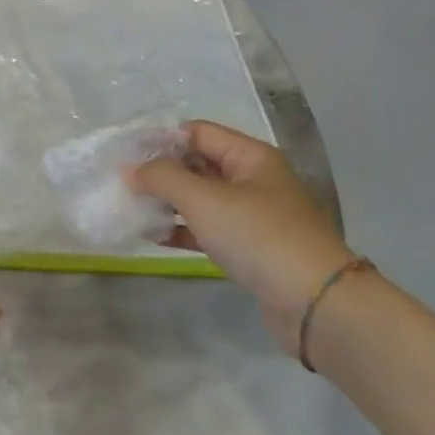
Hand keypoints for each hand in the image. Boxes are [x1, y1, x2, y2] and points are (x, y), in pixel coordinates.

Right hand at [128, 121, 356, 356]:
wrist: (314, 302)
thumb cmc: (258, 236)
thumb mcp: (204, 199)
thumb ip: (163, 178)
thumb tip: (132, 169)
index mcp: (250, 156)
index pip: (197, 132)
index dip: (160, 139)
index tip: (124, 153)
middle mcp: (253, 179)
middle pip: (198, 164)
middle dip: (160, 172)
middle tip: (121, 182)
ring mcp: (253, 215)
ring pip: (200, 199)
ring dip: (167, 202)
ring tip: (130, 208)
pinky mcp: (249, 248)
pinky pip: (207, 229)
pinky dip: (181, 230)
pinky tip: (151, 236)